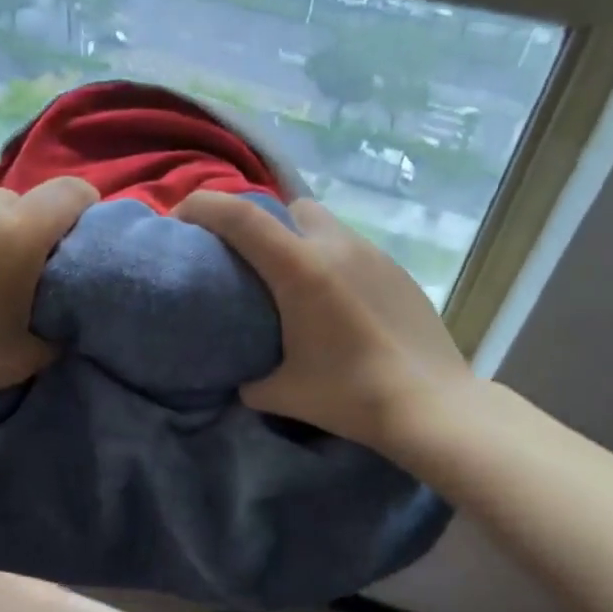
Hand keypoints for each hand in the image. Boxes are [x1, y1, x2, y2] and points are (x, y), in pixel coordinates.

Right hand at [175, 191, 470, 453]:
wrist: (432, 405)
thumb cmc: (350, 396)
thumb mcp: (282, 393)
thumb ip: (250, 379)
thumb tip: (244, 377)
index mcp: (300, 269)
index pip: (239, 216)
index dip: (202, 206)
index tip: (180, 218)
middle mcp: (335, 247)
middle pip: (287, 208)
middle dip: (262, 222)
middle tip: (251, 262)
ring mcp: (373, 254)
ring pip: (324, 225)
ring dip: (300, 241)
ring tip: (295, 283)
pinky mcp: (397, 271)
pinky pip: (352, 250)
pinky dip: (333, 262)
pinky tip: (337, 303)